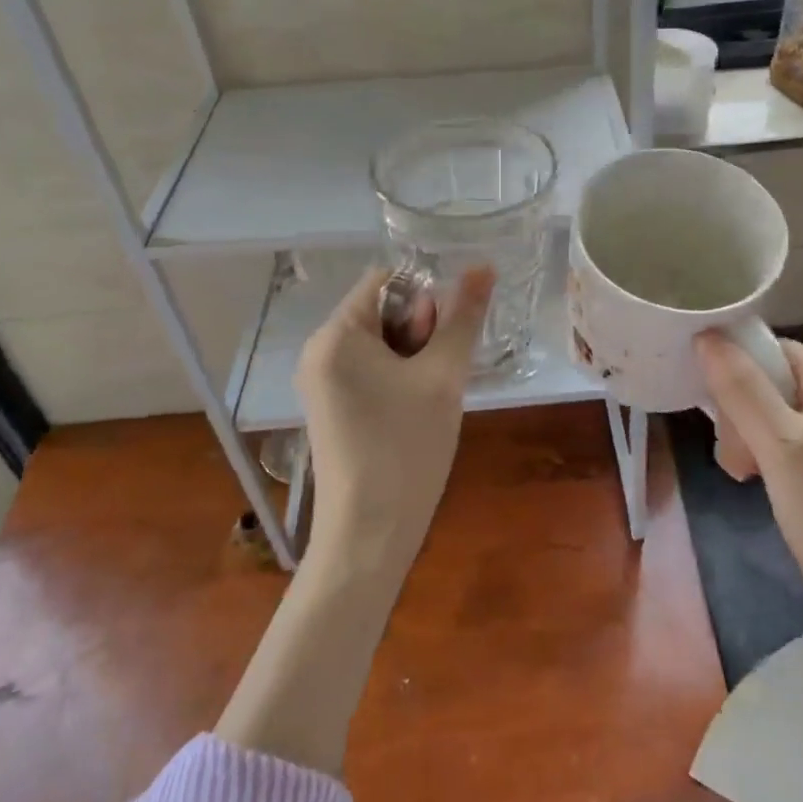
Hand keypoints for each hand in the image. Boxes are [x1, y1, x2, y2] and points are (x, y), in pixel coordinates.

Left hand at [296, 265, 493, 571]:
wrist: (369, 536)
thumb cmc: (406, 447)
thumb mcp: (443, 376)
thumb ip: (463, 317)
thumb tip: (484, 266)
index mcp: (336, 334)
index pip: (385, 279)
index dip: (424, 297)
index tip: (443, 337)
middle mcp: (318, 350)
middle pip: (381, 310)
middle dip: (419, 331)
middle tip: (437, 375)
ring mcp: (320, 381)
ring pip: (379, 342)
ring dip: (413, 356)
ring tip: (429, 397)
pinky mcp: (329, 407)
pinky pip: (368, 370)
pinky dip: (397, 378)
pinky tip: (413, 411)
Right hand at [697, 333, 802, 635]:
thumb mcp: (781, 447)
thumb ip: (742, 390)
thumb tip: (706, 336)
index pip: (775, 351)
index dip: (739, 370)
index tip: (715, 405)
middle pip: (768, 381)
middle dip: (741, 414)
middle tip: (738, 455)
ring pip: (767, 411)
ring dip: (745, 438)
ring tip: (744, 472)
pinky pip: (779, 437)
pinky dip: (760, 453)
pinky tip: (752, 478)